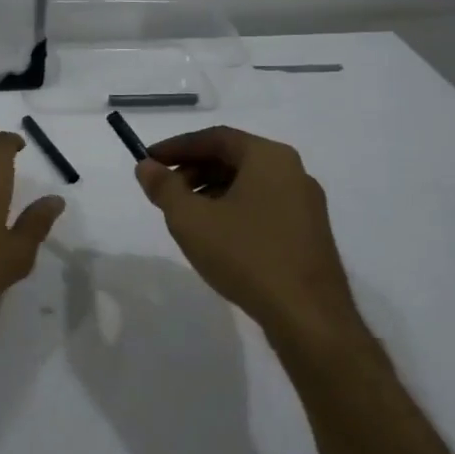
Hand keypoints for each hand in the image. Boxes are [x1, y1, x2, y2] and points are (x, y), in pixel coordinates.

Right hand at [134, 127, 369, 351]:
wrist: (307, 315)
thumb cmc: (246, 255)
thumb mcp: (191, 220)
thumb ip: (164, 188)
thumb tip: (146, 166)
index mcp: (269, 158)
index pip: (216, 138)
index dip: (177, 147)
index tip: (149, 161)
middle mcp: (293, 172)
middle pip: (234, 158)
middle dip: (193, 170)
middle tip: (163, 191)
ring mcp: (305, 204)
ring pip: (248, 184)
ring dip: (211, 192)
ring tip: (185, 217)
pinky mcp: (308, 233)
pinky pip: (263, 207)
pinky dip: (233, 210)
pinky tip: (216, 237)